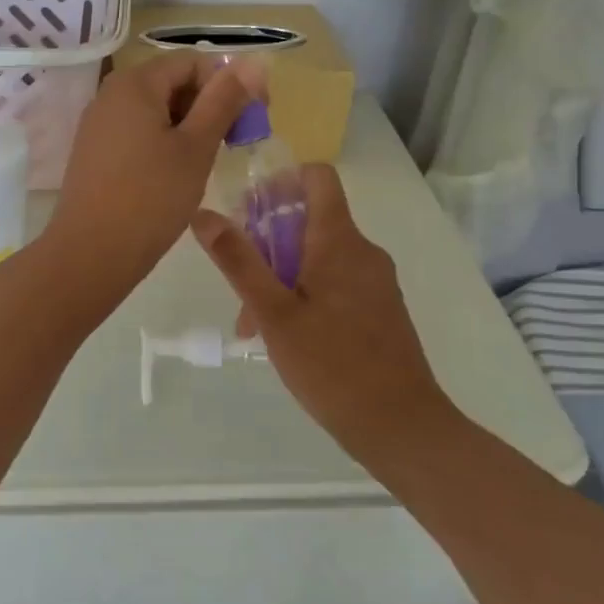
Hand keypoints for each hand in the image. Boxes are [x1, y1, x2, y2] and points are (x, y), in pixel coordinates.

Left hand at [45, 53, 260, 291]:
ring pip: (155, 110)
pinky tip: (175, 174)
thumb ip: (224, 100)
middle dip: (208, 106)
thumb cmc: (151, 197)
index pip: (193, 62)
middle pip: (172, 83)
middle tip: (233, 144)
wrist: (91, 254)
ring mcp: (98, 123)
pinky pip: (136, 131)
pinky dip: (163, 142)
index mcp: (135, 83)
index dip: (229, 84)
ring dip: (188, 127)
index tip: (253, 119)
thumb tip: (255, 61)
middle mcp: (110, 94)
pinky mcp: (94, 151)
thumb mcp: (196, 147)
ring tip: (206, 162)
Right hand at [192, 164, 445, 457]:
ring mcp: (375, 281)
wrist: (400, 426)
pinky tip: (285, 336)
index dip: (281, 180)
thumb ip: (238, 261)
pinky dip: (305, 293)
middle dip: (269, 241)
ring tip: (253, 321)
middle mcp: (363, 251)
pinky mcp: (380, 308)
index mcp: (340, 241)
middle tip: (239, 281)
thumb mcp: (273, 313)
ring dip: (282, 274)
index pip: (318, 177)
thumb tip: (203, 214)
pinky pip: (336, 282)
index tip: (248, 209)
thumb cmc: (331, 365)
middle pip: (310, 219)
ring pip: (319, 256)